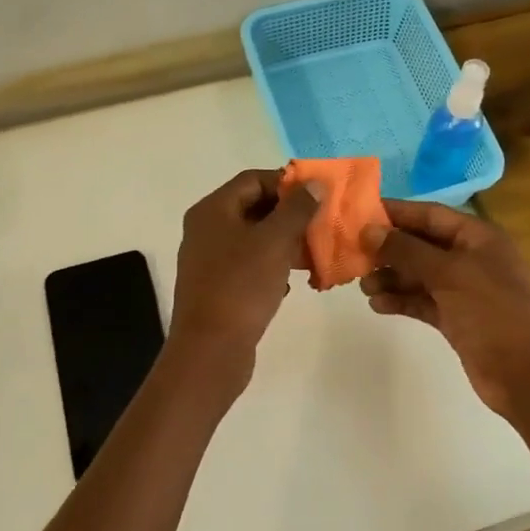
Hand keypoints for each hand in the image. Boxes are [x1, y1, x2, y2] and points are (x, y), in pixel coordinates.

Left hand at [169, 169, 319, 376]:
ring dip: (285, 243)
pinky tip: (292, 284)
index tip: (319, 196)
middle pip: (254, 208)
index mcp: (212, 210)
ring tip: (314, 254)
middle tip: (322, 225)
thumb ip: (296, 209)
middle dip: (290, 215)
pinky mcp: (218, 287)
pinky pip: (250, 266)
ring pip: (255, 239)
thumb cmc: (241, 287)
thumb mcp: (274, 242)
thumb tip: (314, 184)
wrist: (210, 350)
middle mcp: (206, 230)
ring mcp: (210, 260)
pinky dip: (273, 268)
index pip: (253, 180)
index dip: (287, 183)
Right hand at [359, 201, 529, 418]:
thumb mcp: (448, 273)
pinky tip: (378, 305)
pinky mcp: (455, 317)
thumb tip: (369, 231)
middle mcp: (470, 257)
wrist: (523, 373)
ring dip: (391, 277)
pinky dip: (401, 300)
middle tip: (353, 255)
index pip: (429, 214)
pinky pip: (422, 300)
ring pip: (418, 274)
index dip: (395, 213)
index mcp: (477, 237)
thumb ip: (407, 250)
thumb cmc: (491, 311)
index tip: (359, 214)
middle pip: (421, 244)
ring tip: (364, 287)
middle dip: (388, 249)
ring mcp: (463, 289)